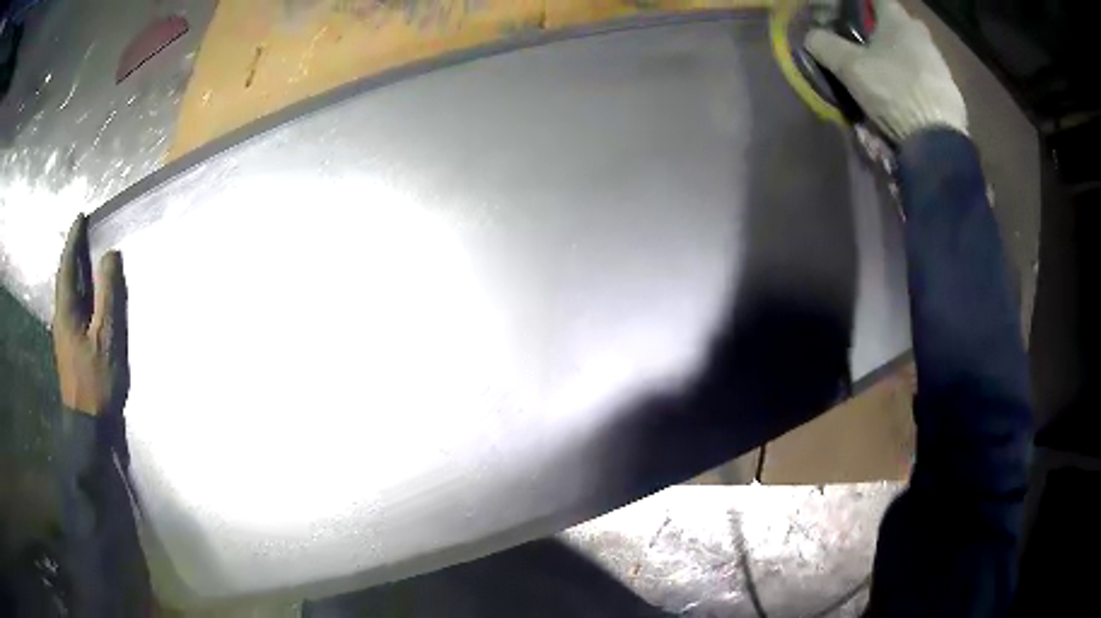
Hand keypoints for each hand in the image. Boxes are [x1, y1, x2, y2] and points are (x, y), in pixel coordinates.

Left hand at [53, 214, 128, 416]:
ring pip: (69, 293)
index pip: (67, 265)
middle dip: (73, 253)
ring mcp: (64, 333)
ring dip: (76, 272)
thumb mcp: (106, 337)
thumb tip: (110, 254)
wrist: (88, 425)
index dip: (74, 240)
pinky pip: (73, 308)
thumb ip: (108, 295)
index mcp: (66, 310)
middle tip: (84, 232)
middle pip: (66, 277)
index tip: (81, 217)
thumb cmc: (96, 380)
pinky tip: (87, 294)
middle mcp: (61, 316)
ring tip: (86, 257)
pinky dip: (80, 292)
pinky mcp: (70, 346)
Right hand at [806, 0, 967, 141]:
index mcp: (898, 21)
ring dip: (902, 58)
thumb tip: (811, 36)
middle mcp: (923, 36)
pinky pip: (928, 77)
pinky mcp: (951, 92)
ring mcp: (941, 64)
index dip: (861, 5)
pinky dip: (916, 81)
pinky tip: (906, 98)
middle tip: (868, 46)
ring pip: (915, 51)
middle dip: (884, 31)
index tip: (849, 15)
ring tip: (887, 77)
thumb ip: (825, 45)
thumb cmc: (893, 92)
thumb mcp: (850, 68)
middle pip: (899, 24)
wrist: (937, 141)